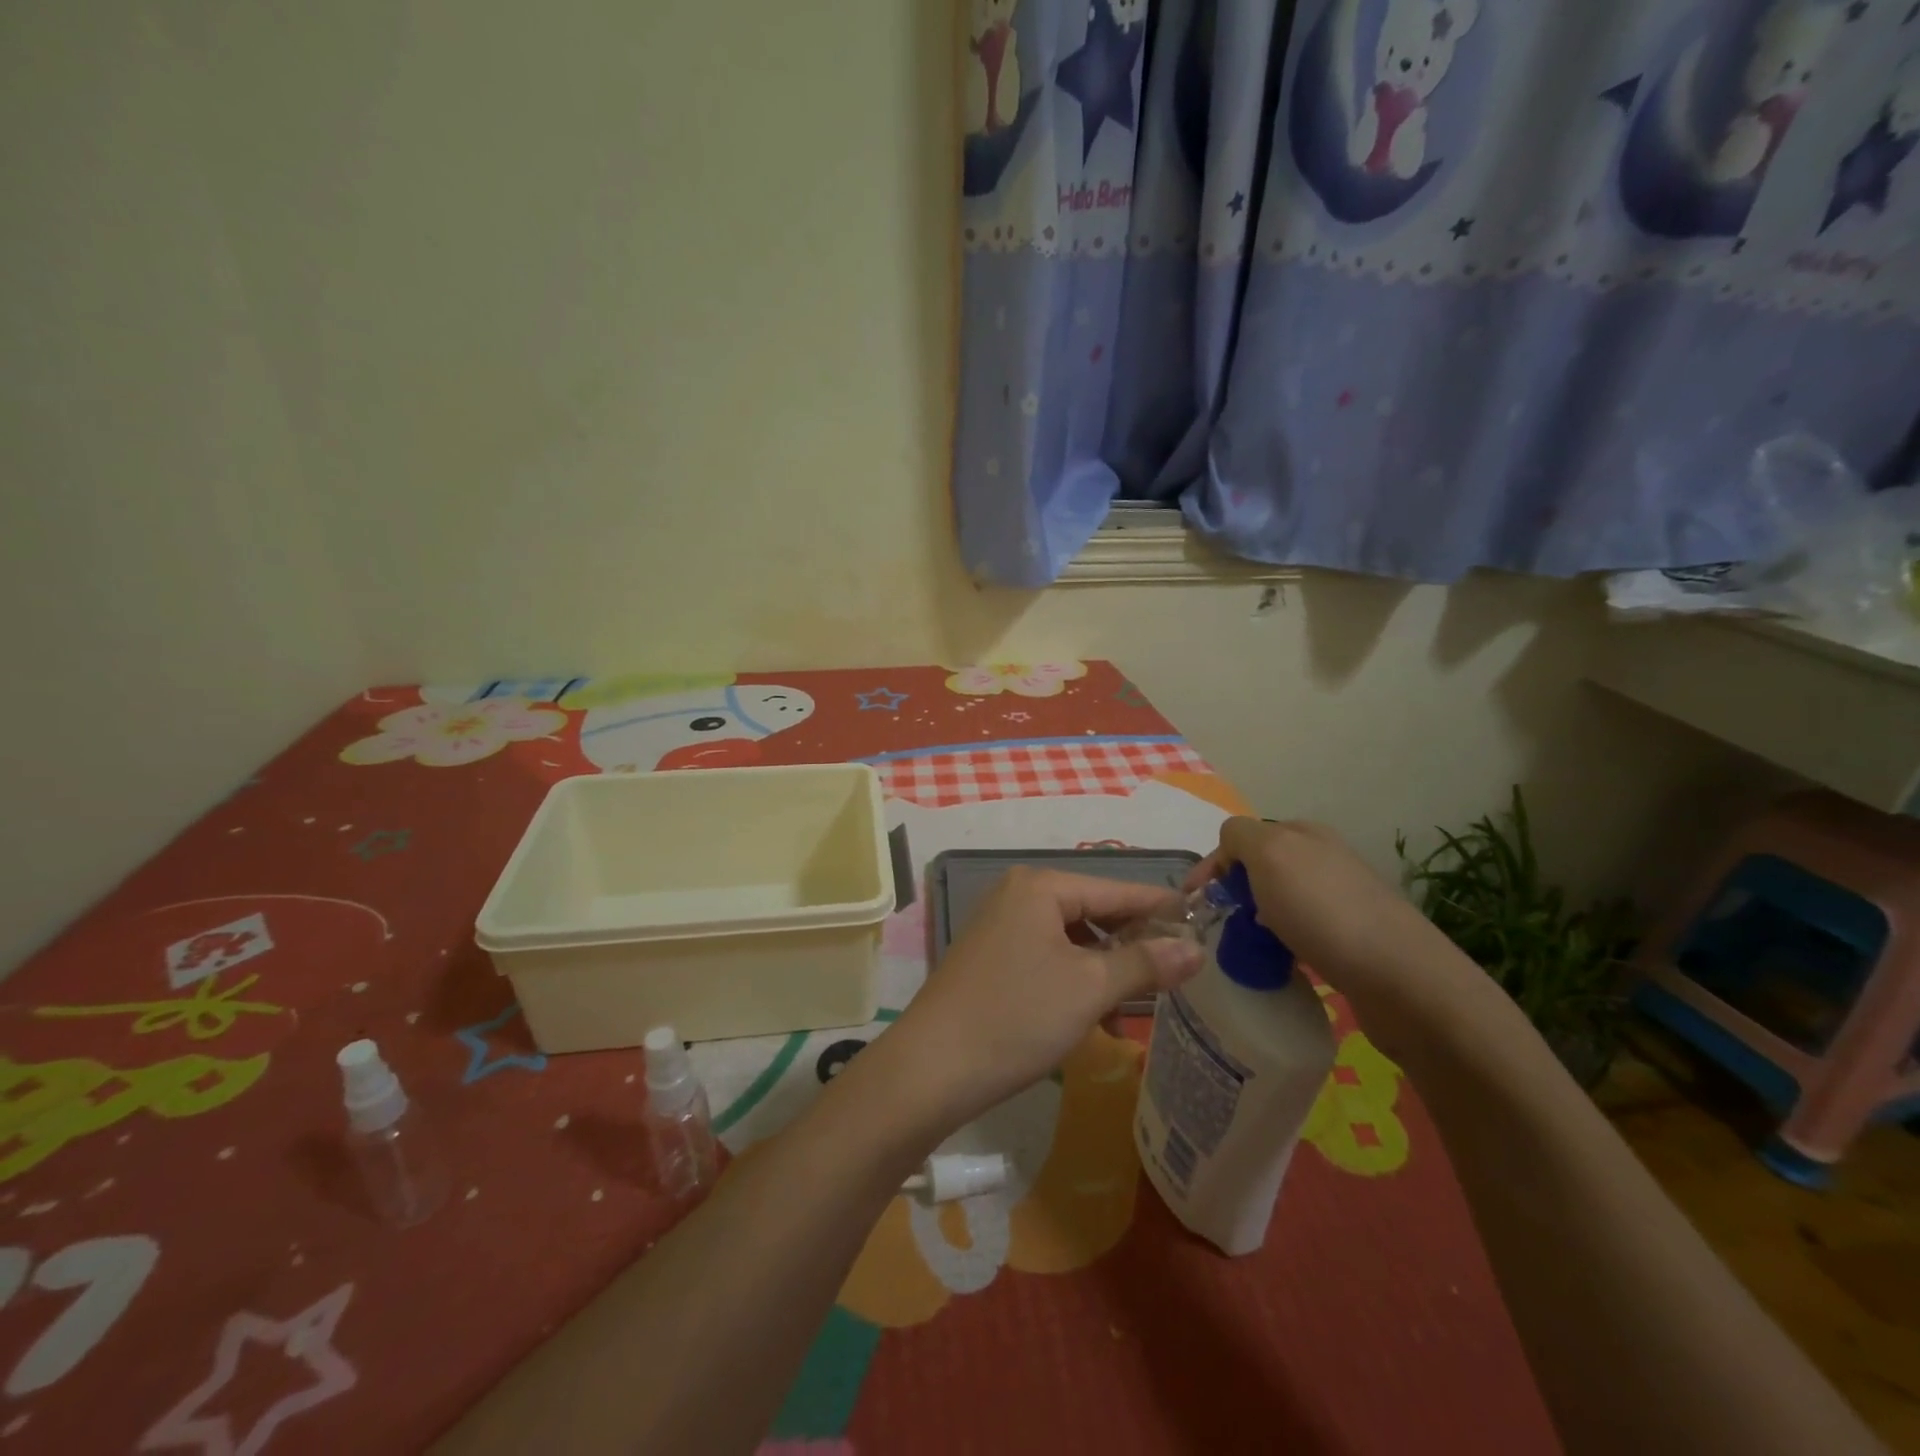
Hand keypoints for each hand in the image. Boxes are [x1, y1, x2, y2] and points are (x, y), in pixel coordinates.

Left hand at [871, 868, 1203, 1132]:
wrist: (932, 1068)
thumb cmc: (1017, 1016)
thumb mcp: (1090, 988)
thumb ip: (1145, 963)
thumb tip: (1195, 948)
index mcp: (1040, 887)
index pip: (1117, 889)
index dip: (1160, 907)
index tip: (1202, 924)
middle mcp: (1017, 895)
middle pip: (1093, 912)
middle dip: (1132, 945)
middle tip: (1175, 974)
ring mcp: (999, 926)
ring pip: (1071, 940)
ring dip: (1104, 970)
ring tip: (1132, 1011)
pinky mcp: (990, 958)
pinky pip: (1047, 958)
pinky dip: (1074, 981)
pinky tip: (1093, 1018)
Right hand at [1187, 818, 1486, 1051]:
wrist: (1402, 980)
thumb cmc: (1324, 911)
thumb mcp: (1270, 854)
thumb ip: (1240, 836)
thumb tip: (1231, 845)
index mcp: (1304, 834)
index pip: (1242, 837)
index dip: (1214, 864)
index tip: (1192, 901)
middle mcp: (1325, 859)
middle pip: (1262, 869)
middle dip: (1234, 891)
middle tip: (1218, 923)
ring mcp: (1343, 900)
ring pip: (1280, 902)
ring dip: (1256, 920)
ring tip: (1245, 947)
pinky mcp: (1354, 940)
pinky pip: (1300, 933)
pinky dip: (1281, 944)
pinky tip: (1280, 962)